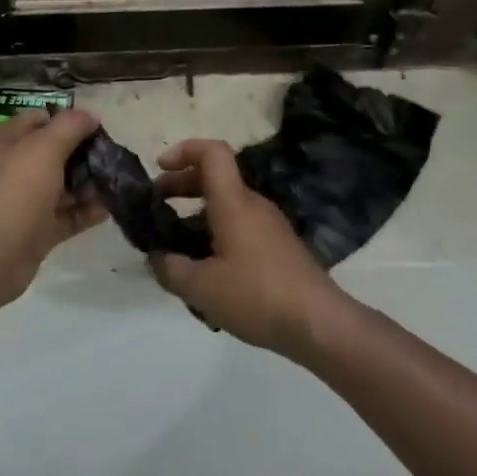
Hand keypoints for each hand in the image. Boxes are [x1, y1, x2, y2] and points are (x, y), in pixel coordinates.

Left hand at [0, 108, 104, 307]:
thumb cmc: (16, 191)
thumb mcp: (44, 147)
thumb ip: (70, 126)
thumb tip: (90, 115)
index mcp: (5, 140)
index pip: (40, 119)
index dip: (69, 121)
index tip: (99, 129)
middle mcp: (12, 166)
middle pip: (53, 152)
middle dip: (83, 154)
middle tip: (112, 157)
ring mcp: (23, 200)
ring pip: (61, 185)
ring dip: (88, 184)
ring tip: (117, 182)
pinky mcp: (35, 229)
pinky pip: (65, 215)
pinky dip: (85, 211)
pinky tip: (108, 209)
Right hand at [148, 139, 343, 358]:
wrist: (320, 324)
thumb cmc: (257, 296)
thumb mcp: (201, 288)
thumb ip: (170, 268)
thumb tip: (156, 256)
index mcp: (233, 202)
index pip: (212, 152)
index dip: (184, 150)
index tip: (160, 168)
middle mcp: (253, 205)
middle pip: (215, 178)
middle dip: (182, 186)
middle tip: (158, 207)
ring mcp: (270, 226)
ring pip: (228, 206)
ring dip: (198, 215)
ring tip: (178, 248)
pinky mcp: (280, 248)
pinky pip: (241, 227)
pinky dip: (218, 235)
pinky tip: (209, 272)